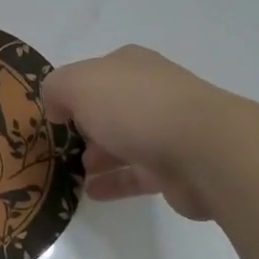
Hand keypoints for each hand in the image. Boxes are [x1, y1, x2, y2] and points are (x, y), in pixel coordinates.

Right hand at [41, 45, 232, 221]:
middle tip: (62, 146)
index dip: (73, 91)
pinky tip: (92, 193)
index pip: (95, 73)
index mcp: (131, 65)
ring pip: (124, 141)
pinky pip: (136, 174)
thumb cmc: (136, 108)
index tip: (54, 115)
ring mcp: (167, 129)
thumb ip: (56, 90)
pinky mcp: (175, 167)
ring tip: (74, 172)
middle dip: (86, 125)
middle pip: (110, 107)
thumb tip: (57, 108)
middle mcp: (151, 91)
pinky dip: (114, 182)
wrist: (204, 151)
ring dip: (99, 155)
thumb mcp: (79, 85)